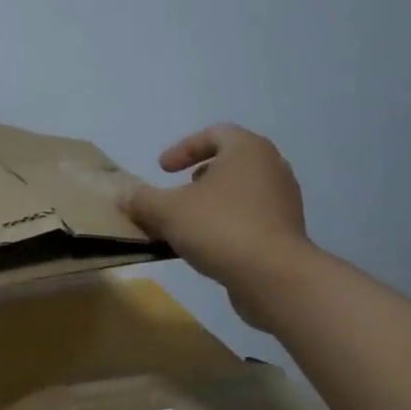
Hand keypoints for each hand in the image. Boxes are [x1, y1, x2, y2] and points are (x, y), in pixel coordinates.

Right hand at [119, 125, 315, 330]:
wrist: (273, 276)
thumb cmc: (219, 228)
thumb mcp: (166, 211)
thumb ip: (141, 199)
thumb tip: (123, 196)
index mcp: (248, 150)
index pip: (215, 133)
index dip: (184, 148)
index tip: (163, 169)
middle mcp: (272, 168)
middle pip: (230, 162)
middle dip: (199, 176)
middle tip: (177, 192)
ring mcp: (284, 200)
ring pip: (241, 191)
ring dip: (212, 202)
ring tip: (187, 222)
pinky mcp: (287, 231)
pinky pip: (251, 217)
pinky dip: (227, 223)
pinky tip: (207, 244)